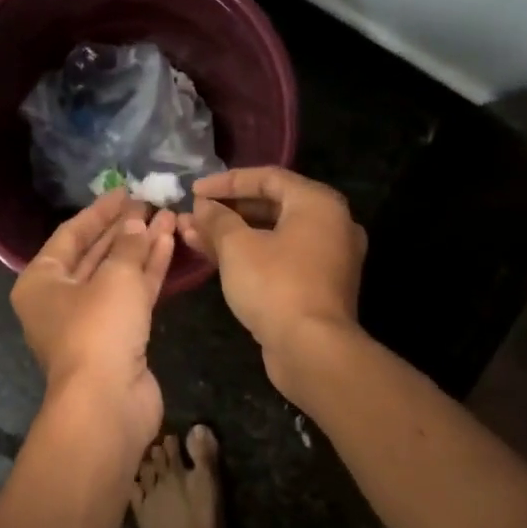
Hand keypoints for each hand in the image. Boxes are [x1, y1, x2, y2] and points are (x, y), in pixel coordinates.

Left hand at [12, 190, 176, 452]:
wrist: (107, 402)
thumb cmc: (98, 329)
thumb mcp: (114, 278)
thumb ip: (128, 245)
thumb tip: (137, 224)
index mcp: (41, 281)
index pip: (71, 234)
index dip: (99, 211)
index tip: (125, 191)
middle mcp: (60, 299)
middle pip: (94, 253)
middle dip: (123, 229)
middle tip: (150, 203)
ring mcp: (90, 320)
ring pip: (117, 275)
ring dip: (141, 247)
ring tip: (168, 217)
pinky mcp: (118, 337)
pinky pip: (132, 296)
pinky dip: (149, 272)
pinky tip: (170, 245)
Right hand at [178, 167, 366, 378]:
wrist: (312, 350)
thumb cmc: (275, 286)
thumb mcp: (237, 247)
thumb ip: (217, 220)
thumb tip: (201, 207)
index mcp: (319, 203)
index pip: (268, 177)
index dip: (227, 182)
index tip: (194, 191)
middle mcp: (332, 225)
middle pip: (273, 206)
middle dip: (228, 211)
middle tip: (195, 214)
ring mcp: (329, 258)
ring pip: (275, 235)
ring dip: (235, 235)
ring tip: (194, 236)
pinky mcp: (321, 287)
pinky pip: (282, 259)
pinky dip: (253, 255)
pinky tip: (217, 259)